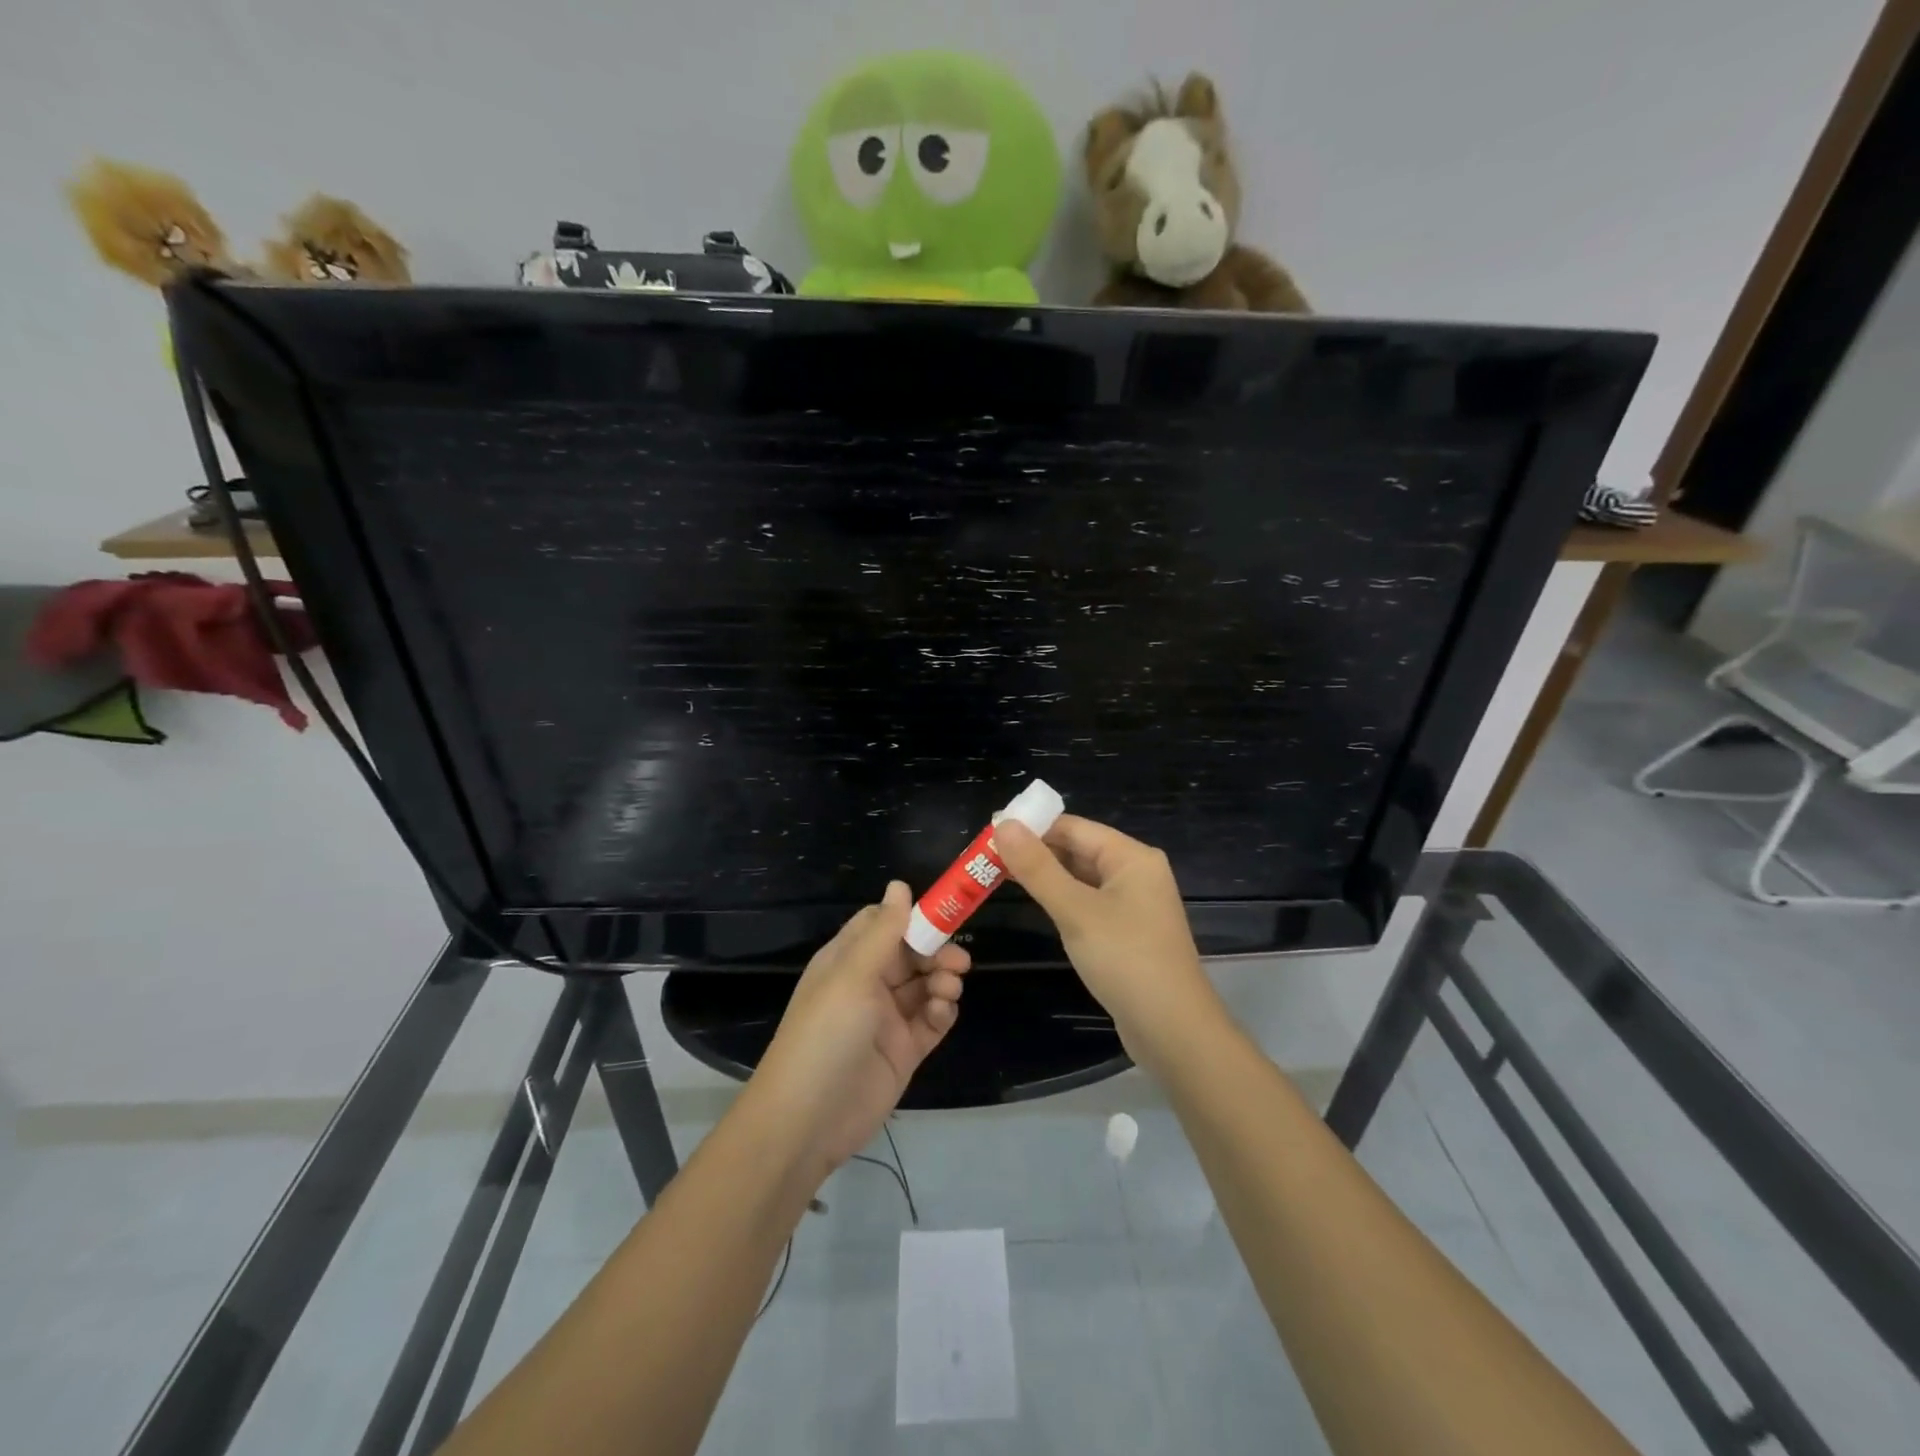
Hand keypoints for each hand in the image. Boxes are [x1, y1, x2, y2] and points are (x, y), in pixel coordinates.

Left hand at [751, 882, 968, 1173]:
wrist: (808, 1121)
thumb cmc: (825, 1034)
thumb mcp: (852, 975)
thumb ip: (883, 931)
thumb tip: (901, 884)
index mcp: (847, 960)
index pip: (883, 924)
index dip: (912, 917)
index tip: (944, 914)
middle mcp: (867, 984)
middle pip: (911, 954)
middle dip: (936, 952)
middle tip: (959, 962)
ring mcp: (886, 1019)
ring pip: (925, 986)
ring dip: (942, 981)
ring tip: (949, 989)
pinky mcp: (903, 1051)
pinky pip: (931, 1021)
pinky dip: (942, 1012)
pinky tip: (942, 1012)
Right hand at [995, 815, 1224, 1068]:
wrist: (1174, 1032)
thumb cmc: (1126, 961)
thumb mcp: (1076, 911)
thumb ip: (1037, 868)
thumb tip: (1002, 824)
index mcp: (1132, 857)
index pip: (1073, 827)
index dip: (1032, 826)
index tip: (989, 832)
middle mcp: (1136, 873)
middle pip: (1078, 849)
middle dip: (1035, 851)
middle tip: (985, 856)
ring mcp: (1134, 905)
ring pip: (1081, 878)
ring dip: (1045, 876)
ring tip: (997, 875)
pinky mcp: (1127, 933)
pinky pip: (1088, 903)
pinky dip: (1061, 900)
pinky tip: (1035, 904)